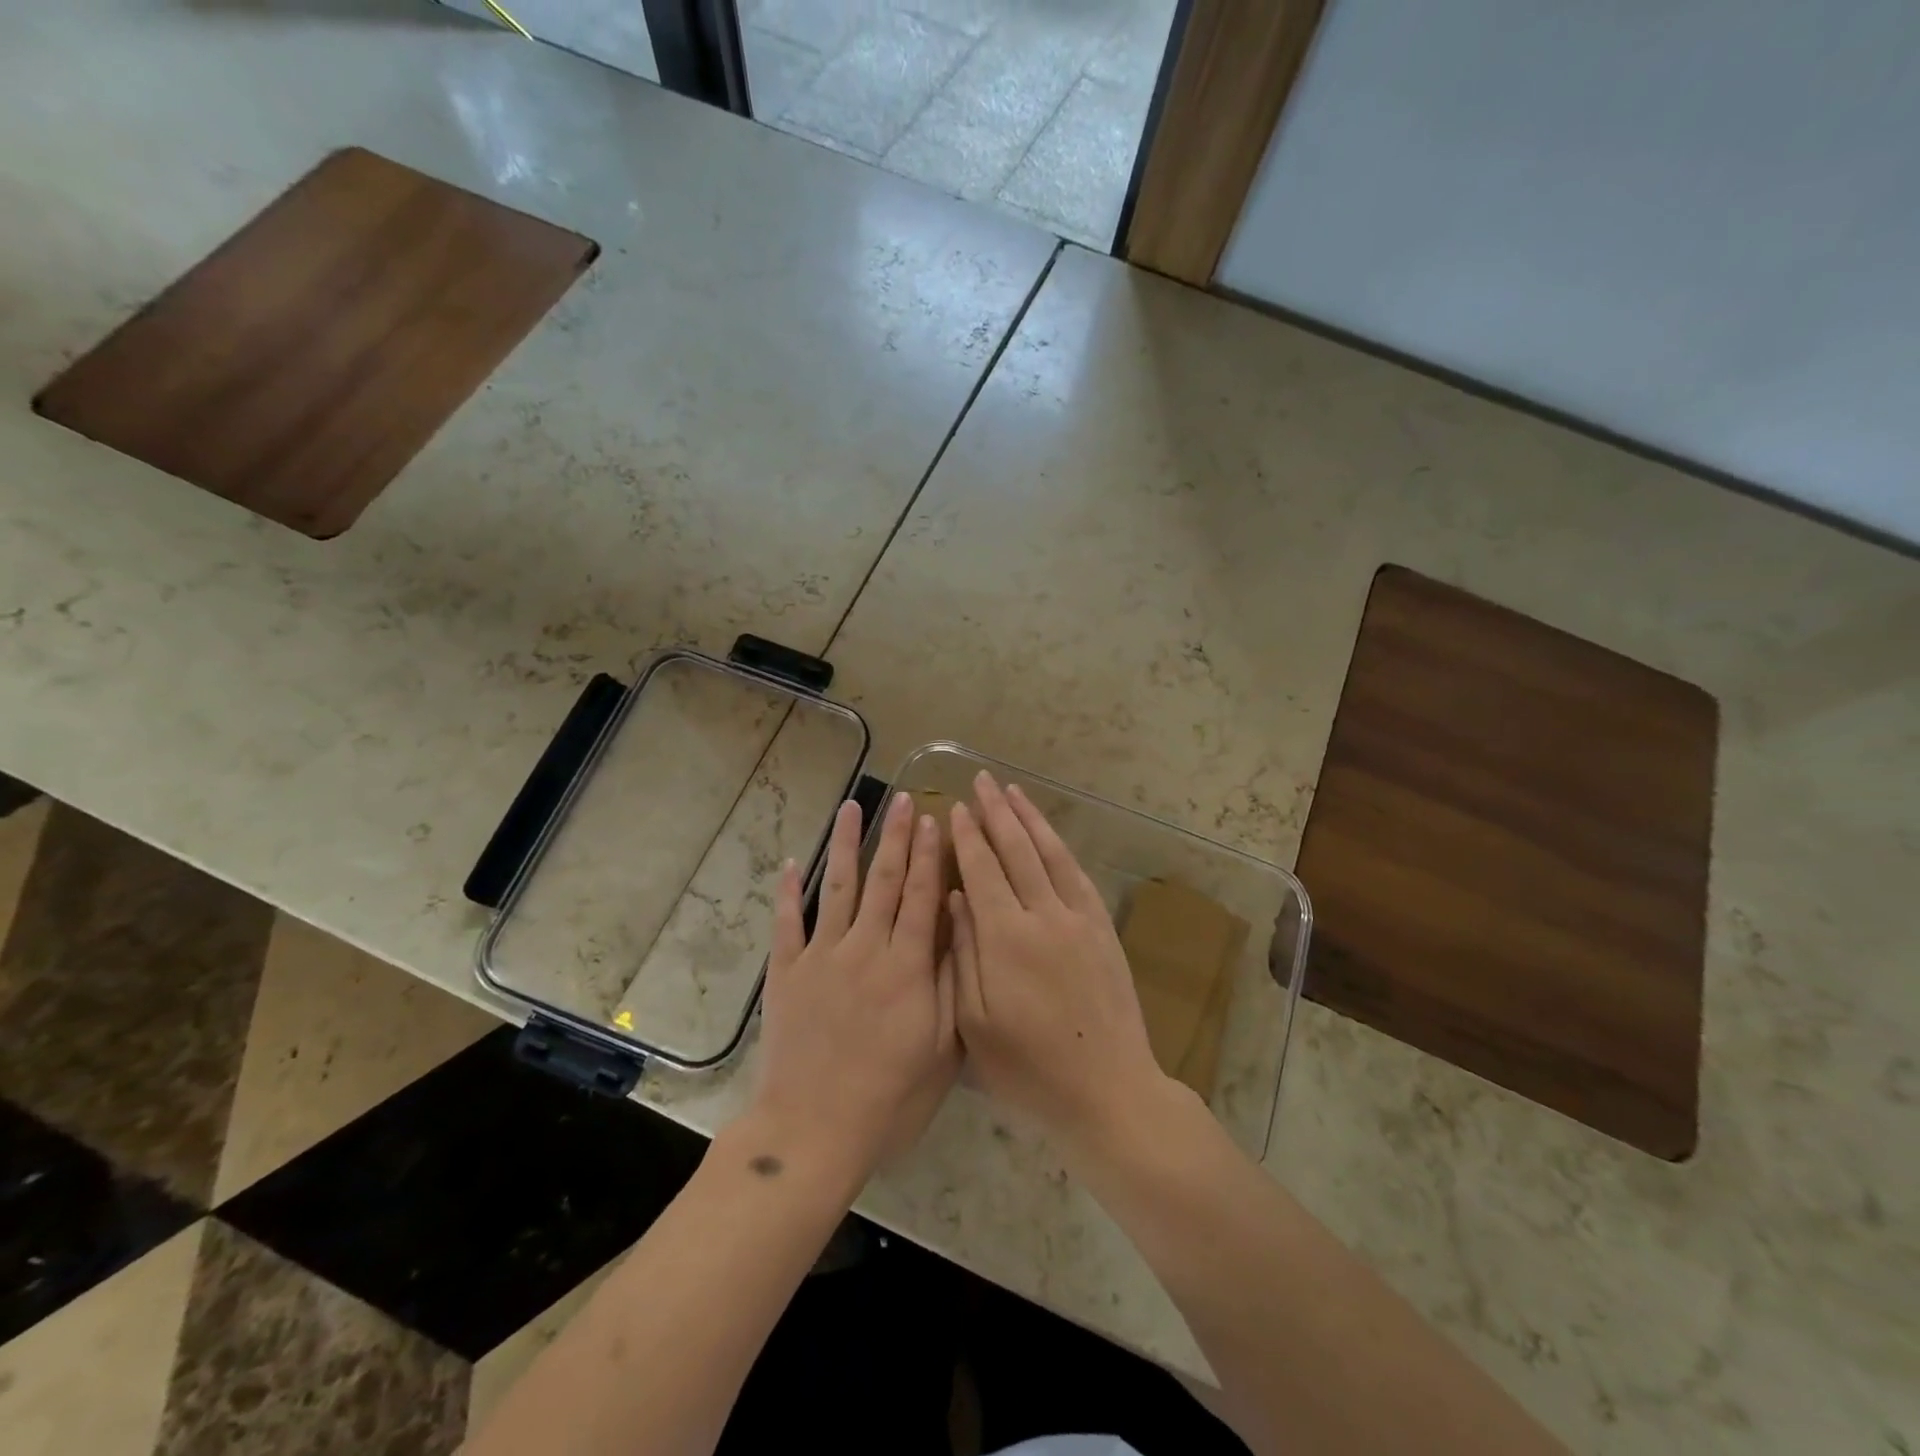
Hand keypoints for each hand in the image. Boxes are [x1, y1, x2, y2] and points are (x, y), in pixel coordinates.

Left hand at [750, 791, 959, 1187]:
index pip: (922, 896)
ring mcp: (821, 957)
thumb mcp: (941, 1047)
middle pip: (884, 880)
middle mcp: (865, 948)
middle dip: (896, 836)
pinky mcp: (786, 973)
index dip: (930, 856)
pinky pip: (787, 923)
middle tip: (903, 799)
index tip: (935, 819)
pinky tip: (794, 863)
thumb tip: (956, 922)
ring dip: (846, 845)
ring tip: (852, 807)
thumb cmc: (889, 1098)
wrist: (813, 1132)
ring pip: (838, 888)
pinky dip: (789, 892)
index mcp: (906, 966)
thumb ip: (950, 980)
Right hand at [947, 771, 1171, 1149]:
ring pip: (1050, 854)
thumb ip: (962, 954)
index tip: (956, 808)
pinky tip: (1050, 836)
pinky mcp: (1103, 930)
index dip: (967, 837)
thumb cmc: (1028, 1069)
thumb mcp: (975, 1023)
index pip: (982, 870)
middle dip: (996, 812)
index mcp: (1006, 938)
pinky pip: (1078, 876)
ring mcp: (1079, 919)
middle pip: (1016, 850)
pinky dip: (1060, 848)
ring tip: (1013, 791)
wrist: (1107, 1091)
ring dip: (1030, 819)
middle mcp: (1044, 916)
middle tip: (980, 780)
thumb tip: (953, 899)